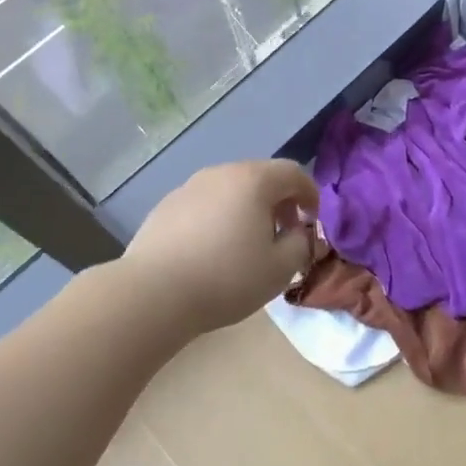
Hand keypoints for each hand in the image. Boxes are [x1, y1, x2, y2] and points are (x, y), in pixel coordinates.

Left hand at [120, 158, 318, 335]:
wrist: (153, 293)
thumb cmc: (226, 278)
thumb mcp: (280, 268)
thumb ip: (301, 244)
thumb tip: (299, 233)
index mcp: (253, 180)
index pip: (293, 172)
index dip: (310, 194)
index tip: (312, 221)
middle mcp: (221, 173)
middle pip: (260, 177)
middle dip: (279, 202)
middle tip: (283, 234)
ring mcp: (189, 187)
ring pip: (230, 190)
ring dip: (247, 209)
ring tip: (247, 244)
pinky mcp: (165, 206)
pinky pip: (205, 204)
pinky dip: (218, 218)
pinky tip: (212, 250)